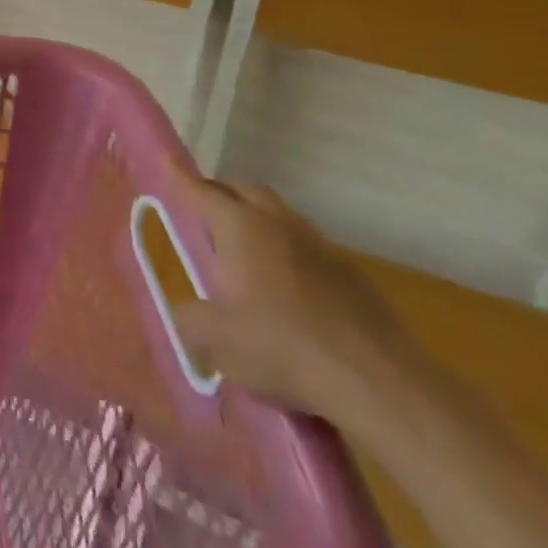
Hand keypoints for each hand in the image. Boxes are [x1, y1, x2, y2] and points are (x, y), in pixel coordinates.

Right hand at [172, 177, 418, 421]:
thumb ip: (191, 320)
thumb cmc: (282, 347)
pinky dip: (291, 255)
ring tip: (246, 252)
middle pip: (246, 191)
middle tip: (204, 209)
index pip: (201, 191)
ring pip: (282, 218)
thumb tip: (186, 314)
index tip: (166, 162)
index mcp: (241, 227)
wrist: (380, 385)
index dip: (180, 178)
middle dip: (222, 193)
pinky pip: (311, 250)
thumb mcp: (217, 339)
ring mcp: (323, 249)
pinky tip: (290, 290)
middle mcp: (280, 225)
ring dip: (260, 223)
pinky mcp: (356, 279)